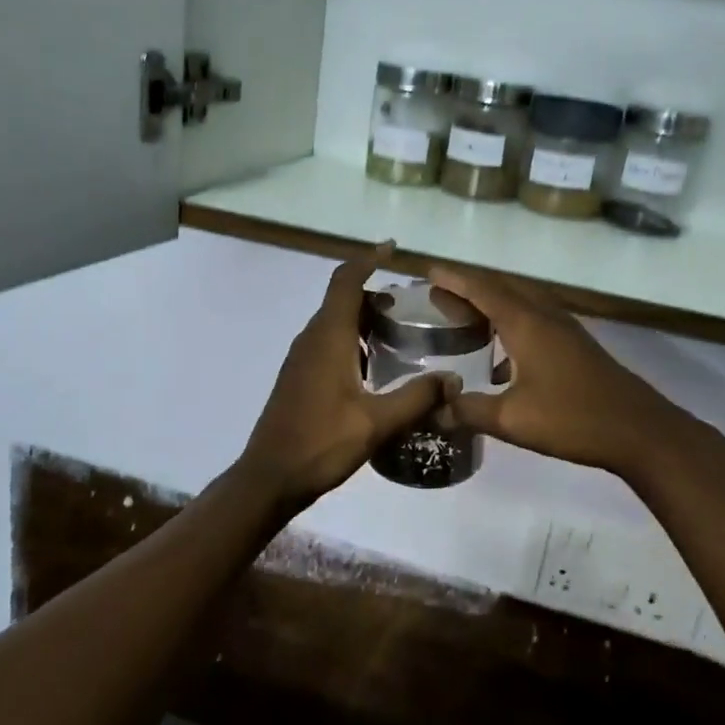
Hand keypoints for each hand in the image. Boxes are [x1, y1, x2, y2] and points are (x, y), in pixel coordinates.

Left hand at [238, 244, 455, 509]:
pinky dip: (351, 339)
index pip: (346, 281)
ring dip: (363, 319)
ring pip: (334, 323)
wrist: (270, 477)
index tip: (392, 247)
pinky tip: (373, 367)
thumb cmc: (321, 443)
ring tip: (398, 333)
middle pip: (342, 300)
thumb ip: (417, 398)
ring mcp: (300, 359)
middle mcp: (311, 339)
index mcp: (328, 338)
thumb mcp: (376, 422)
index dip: (368, 259)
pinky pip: (327, 343)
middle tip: (409, 306)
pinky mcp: (298, 377)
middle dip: (374, 294)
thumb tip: (453, 379)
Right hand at [428, 264, 703, 476]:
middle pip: (503, 288)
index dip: (454, 279)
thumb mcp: (512, 419)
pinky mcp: (576, 346)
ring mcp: (565, 329)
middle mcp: (545, 316)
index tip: (428, 270)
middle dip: (470, 286)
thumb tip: (435, 410)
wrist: (639, 430)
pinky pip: (535, 320)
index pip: (483, 289)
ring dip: (492, 303)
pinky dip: (511, 324)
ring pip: (522, 302)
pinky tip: (501, 358)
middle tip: (439, 294)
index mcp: (527, 323)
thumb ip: (469, 411)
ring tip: (465, 317)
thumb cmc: (573, 419)